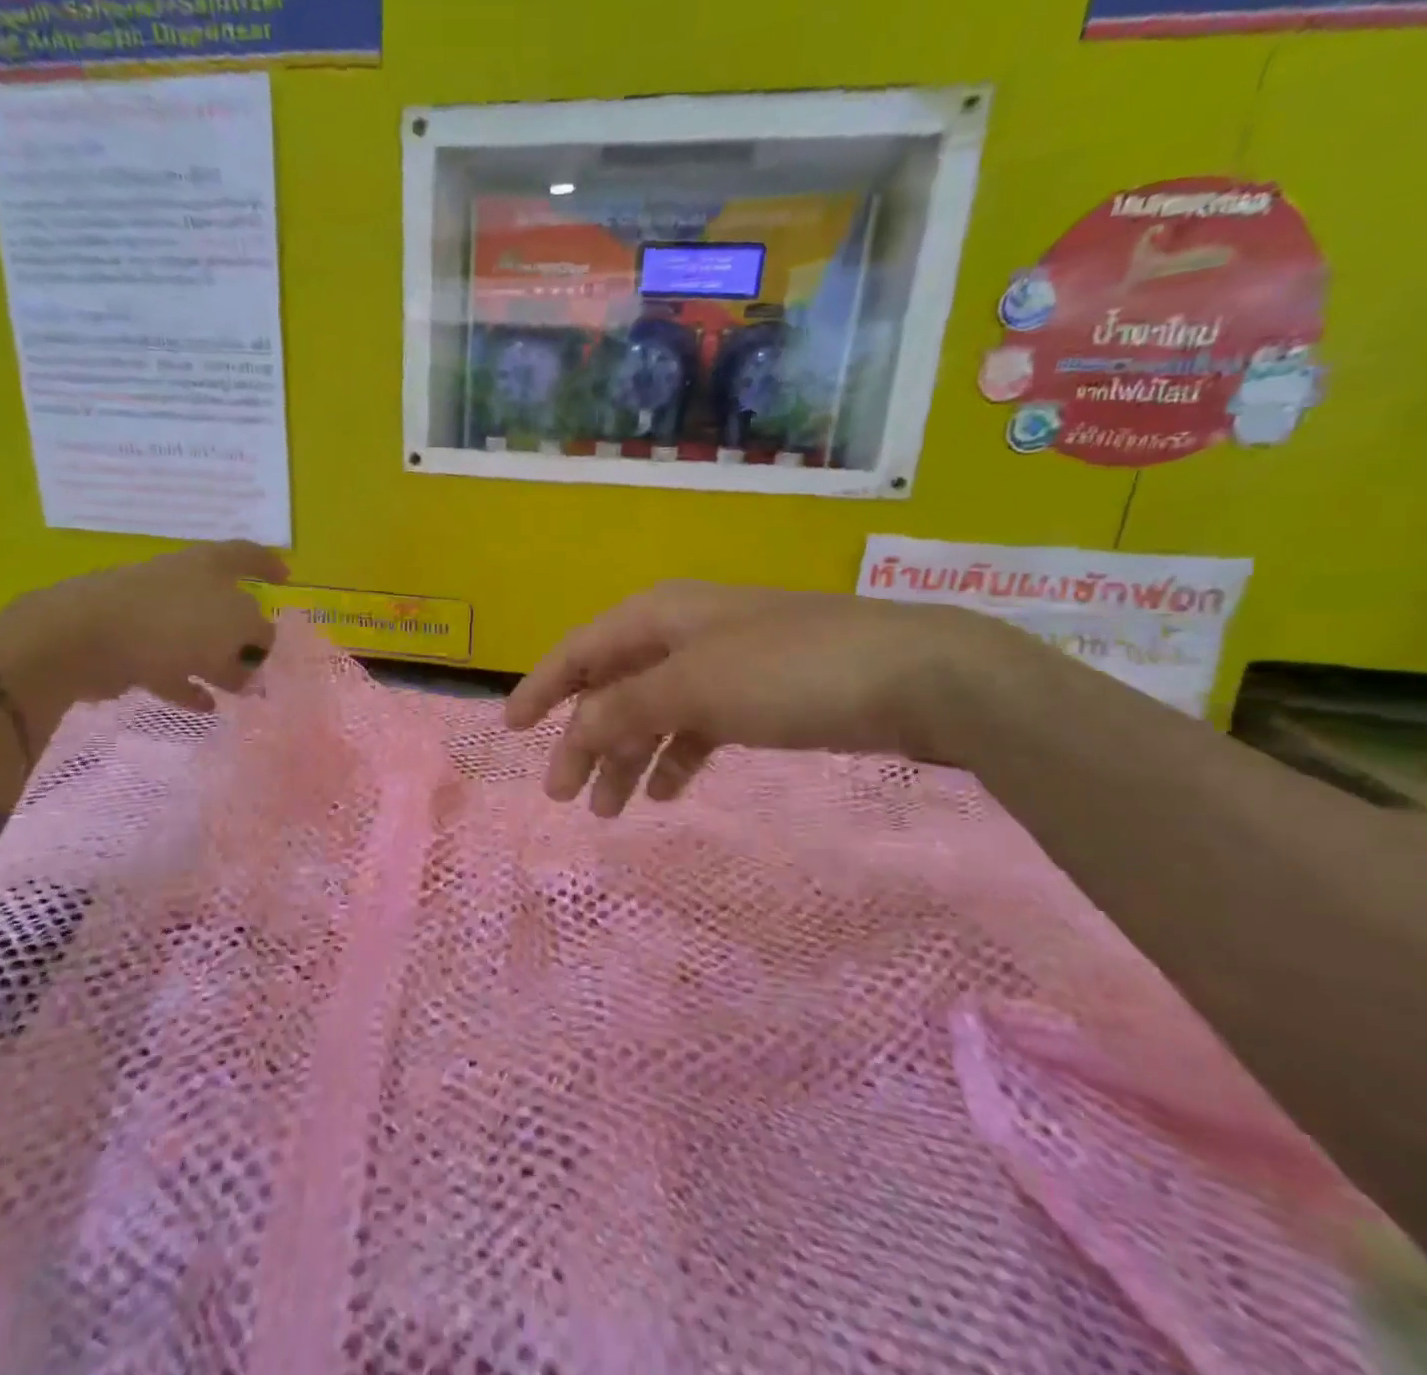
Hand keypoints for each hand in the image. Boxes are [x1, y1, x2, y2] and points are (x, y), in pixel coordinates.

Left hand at [0, 540, 288, 726]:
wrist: (85, 638)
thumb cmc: (173, 621)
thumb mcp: (237, 625)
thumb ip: (258, 636)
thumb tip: (257, 650)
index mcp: (209, 565)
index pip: (248, 555)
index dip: (269, 564)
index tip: (287, 579)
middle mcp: (182, 581)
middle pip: (224, 604)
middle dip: (245, 632)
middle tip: (262, 659)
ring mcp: (152, 613)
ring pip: (197, 638)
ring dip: (218, 663)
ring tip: (239, 691)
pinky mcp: (128, 645)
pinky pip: (169, 666)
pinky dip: (188, 684)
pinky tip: (206, 706)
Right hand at [505, 583, 1009, 816]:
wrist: (915, 674)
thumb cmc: (789, 671)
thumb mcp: (693, 686)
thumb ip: (624, 708)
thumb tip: (575, 732)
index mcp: (659, 615)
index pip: (580, 650)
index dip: (542, 687)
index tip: (511, 730)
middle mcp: (683, 632)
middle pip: (613, 686)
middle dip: (585, 739)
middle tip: (563, 794)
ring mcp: (722, 664)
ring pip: (653, 712)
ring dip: (627, 757)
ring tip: (611, 811)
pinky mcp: (758, 695)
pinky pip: (696, 727)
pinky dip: (674, 757)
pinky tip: (664, 791)